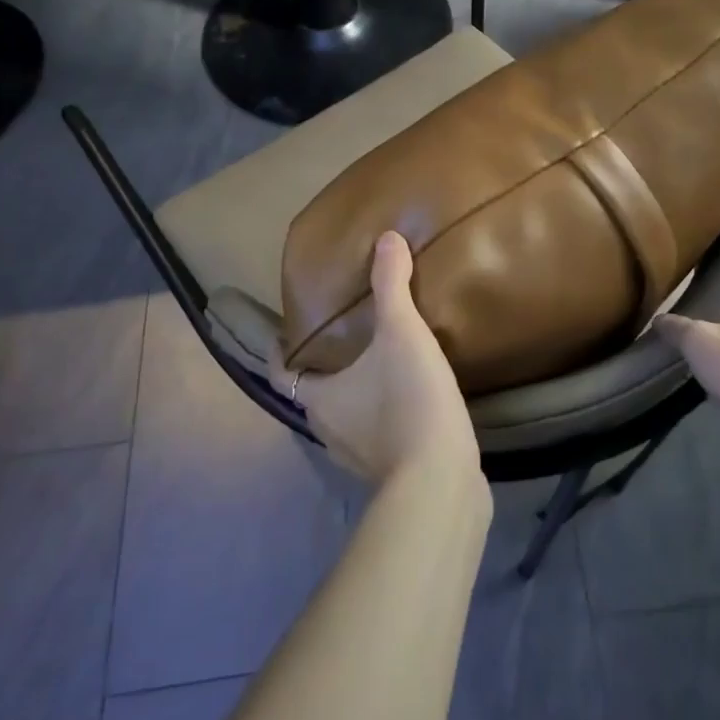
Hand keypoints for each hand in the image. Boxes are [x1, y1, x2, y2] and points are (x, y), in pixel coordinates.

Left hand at [281, 233, 480, 487]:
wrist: (441, 480)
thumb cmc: (408, 401)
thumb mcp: (401, 333)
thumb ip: (392, 285)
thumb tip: (387, 238)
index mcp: (320, 399)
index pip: (282, 374)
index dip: (279, 354)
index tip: (283, 335)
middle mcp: (329, 431)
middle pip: (316, 395)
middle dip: (324, 369)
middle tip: (343, 338)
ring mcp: (359, 457)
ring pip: (347, 418)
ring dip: (355, 394)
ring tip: (379, 364)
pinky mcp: (391, 471)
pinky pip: (377, 436)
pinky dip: (384, 416)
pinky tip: (410, 399)